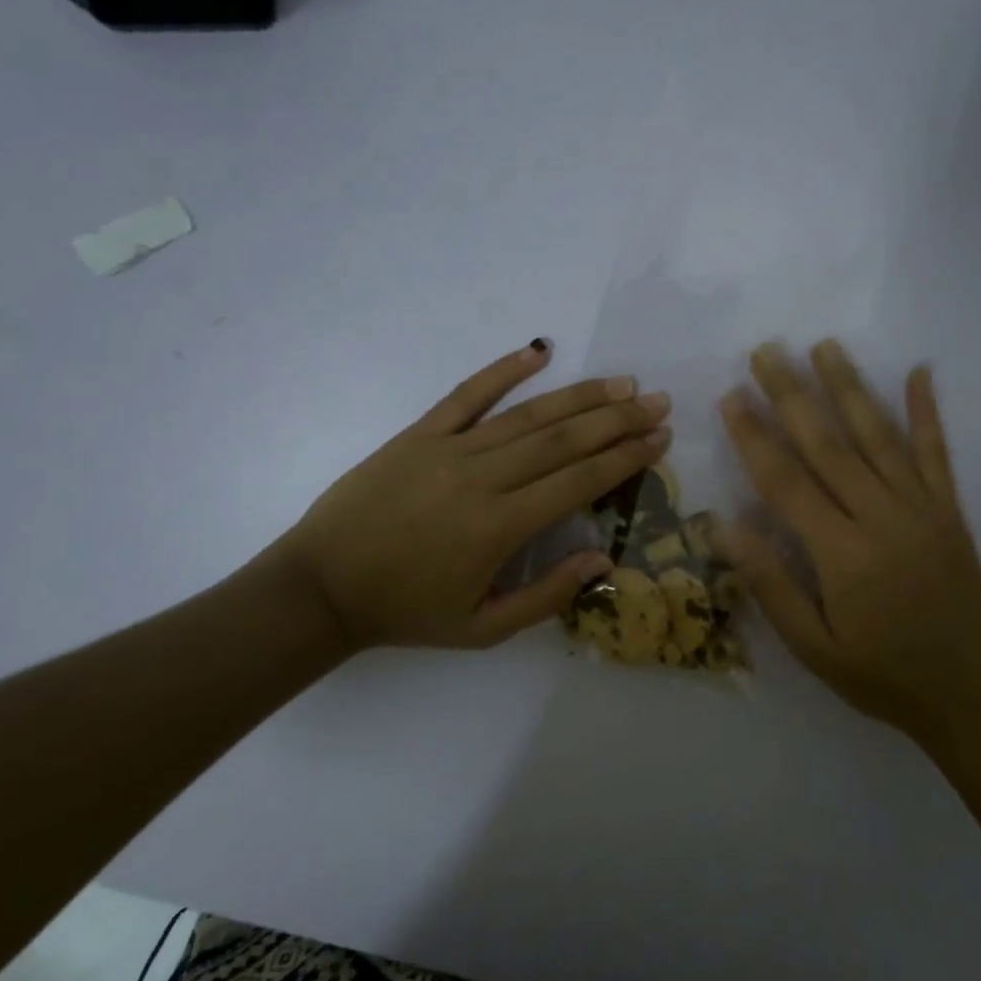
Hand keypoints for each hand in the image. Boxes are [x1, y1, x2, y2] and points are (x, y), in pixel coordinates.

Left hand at [272, 341, 670, 651]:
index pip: (578, 481)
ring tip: (622, 382)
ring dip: (580, 396)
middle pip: (563, 440)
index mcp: (500, 528)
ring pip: (528, 415)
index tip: (659, 439)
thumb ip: (546, 595)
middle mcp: (482, 478)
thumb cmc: (407, 611)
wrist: (321, 587)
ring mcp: (448, 449)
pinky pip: (467, 394)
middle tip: (657, 401)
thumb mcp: (482, 628)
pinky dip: (504, 370)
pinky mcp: (419, 433)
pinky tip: (538, 352)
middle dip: (617, 420)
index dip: (624, 458)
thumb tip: (602, 560)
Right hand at [717, 340, 980, 752]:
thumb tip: (724, 526)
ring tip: (824, 346)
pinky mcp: (950, 510)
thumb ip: (771, 584)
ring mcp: (922, 508)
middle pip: (828, 444)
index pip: (786, 481)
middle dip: (792, 394)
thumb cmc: (881, 674)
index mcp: (842, 553)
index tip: (731, 396)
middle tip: (766, 350)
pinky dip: (928, 411)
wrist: (972, 694)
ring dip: (850, 387)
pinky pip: (937, 452)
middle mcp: (882, 516)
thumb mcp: (814, 647)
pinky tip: (920, 372)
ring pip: (878, 435)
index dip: (754, 436)